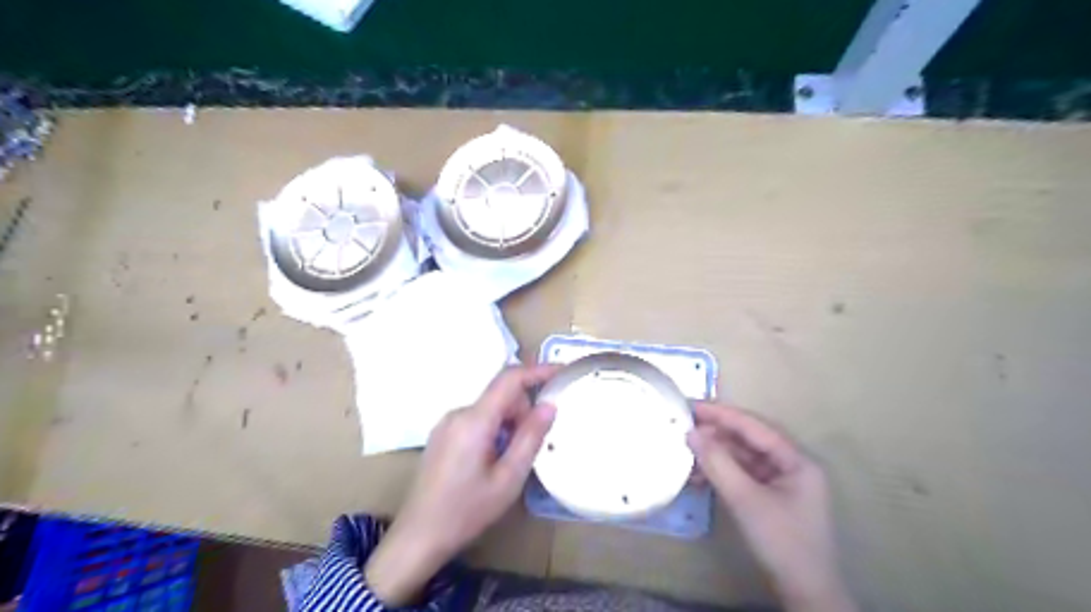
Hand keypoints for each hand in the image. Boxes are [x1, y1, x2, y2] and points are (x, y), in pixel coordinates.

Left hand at [366, 366, 555, 603]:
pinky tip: (492, 461)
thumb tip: (549, 405)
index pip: (509, 379)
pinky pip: (476, 419)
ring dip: (508, 423)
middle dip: (523, 411)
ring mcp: (447, 423)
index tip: (562, 372)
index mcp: (474, 420)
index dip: (538, 371)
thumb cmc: (467, 510)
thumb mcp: (508, 478)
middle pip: (500, 396)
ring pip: (490, 408)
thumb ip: (530, 437)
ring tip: (509, 461)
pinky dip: (494, 429)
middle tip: (532, 445)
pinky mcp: (442, 434)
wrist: (419, 536)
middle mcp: (458, 413)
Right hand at [684, 403, 855, 611]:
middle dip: (716, 434)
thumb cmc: (781, 542)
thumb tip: (691, 433)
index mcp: (796, 460)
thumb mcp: (746, 500)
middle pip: (749, 440)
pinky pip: (742, 476)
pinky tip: (698, 476)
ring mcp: (781, 483)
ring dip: (715, 455)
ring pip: (743, 458)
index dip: (722, 414)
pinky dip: (721, 474)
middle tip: (684, 427)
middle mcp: (791, 466)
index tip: (692, 405)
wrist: (805, 594)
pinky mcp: (770, 498)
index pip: (754, 426)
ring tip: (686, 452)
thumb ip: (718, 463)